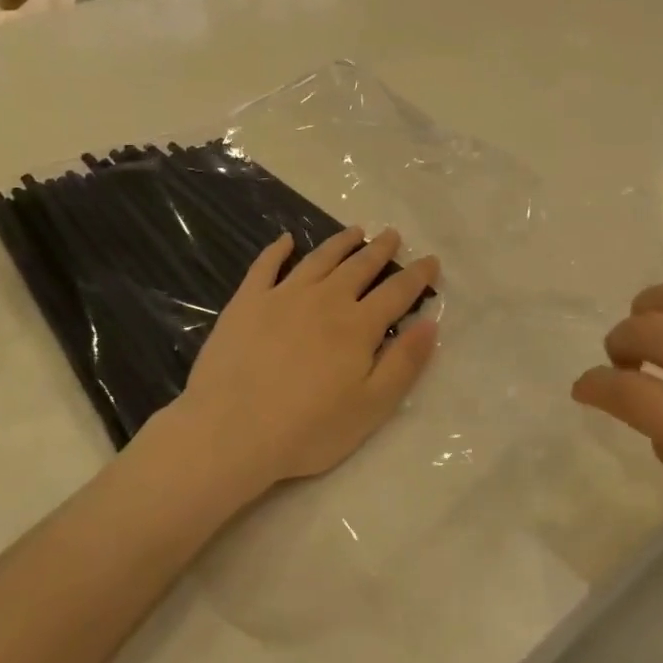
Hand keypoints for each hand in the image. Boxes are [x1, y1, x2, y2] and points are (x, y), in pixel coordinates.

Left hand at [170, 228, 439, 501]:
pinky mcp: (247, 303)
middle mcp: (325, 300)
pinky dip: (278, 250)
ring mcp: (283, 297)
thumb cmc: (308, 429)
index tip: (431, 260)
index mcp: (358, 326)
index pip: (397, 292)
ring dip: (340, 243)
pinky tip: (286, 240)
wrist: (231, 431)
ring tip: (355, 231)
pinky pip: (266, 266)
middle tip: (392, 234)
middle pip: (359, 267)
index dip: (417, 275)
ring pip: (319, 259)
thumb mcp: (372, 407)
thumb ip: (405, 363)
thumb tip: (430, 323)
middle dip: (379, 249)